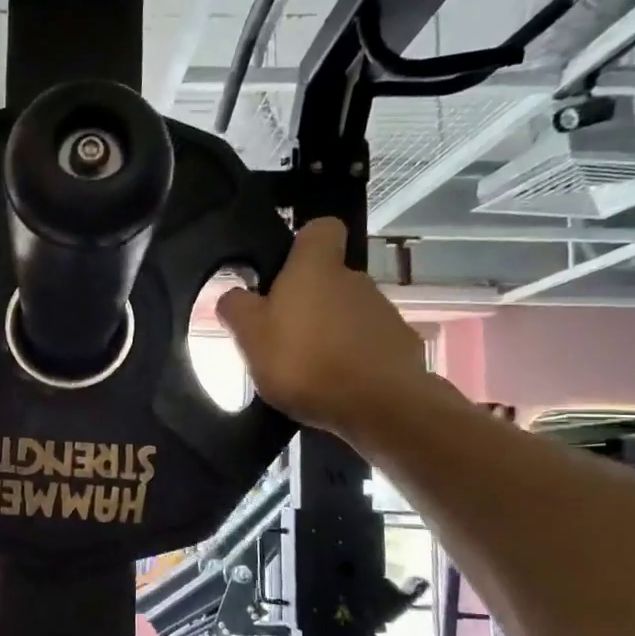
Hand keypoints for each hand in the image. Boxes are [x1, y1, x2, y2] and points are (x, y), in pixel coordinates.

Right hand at [218, 218, 451, 436]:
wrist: (379, 406)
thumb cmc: (305, 361)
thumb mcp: (250, 337)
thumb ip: (237, 309)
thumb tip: (233, 294)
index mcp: (316, 268)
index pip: (320, 229)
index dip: (302, 244)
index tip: (284, 270)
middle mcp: (355, 279)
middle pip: (328, 278)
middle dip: (308, 301)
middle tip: (282, 336)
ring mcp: (383, 312)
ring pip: (348, 312)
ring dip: (329, 332)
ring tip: (308, 369)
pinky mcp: (401, 345)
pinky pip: (368, 343)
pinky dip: (353, 358)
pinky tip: (337, 385)